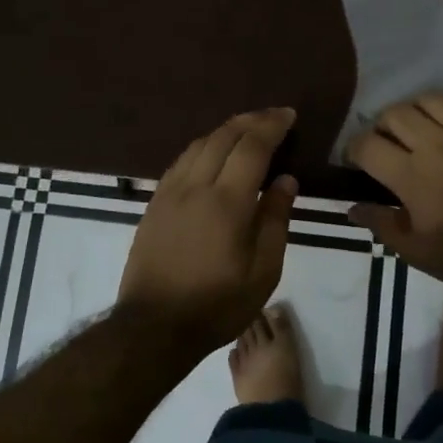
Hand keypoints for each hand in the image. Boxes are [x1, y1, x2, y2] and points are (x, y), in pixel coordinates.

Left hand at [119, 108, 297, 349]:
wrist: (154, 326)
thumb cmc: (217, 305)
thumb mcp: (263, 272)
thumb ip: (275, 220)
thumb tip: (285, 180)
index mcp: (226, 202)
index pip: (252, 147)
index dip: (272, 126)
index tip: (288, 115)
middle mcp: (196, 186)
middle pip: (224, 136)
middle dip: (251, 120)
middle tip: (273, 116)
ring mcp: (170, 193)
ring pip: (199, 144)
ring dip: (225, 130)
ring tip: (246, 129)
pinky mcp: (154, 203)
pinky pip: (181, 161)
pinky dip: (202, 146)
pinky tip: (211, 153)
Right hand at [346, 94, 442, 301]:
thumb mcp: (415, 251)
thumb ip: (381, 224)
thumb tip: (352, 207)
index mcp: (411, 175)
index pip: (367, 145)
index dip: (353, 149)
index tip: (355, 160)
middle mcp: (437, 145)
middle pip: (396, 113)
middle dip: (382, 126)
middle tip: (385, 143)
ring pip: (432, 99)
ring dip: (416, 109)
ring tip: (418, 126)